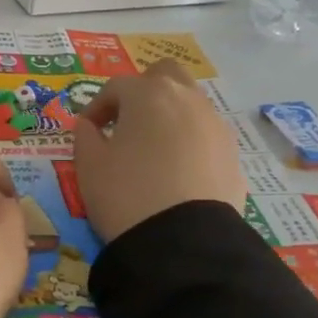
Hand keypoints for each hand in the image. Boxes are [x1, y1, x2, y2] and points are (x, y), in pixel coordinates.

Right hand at [74, 59, 245, 242]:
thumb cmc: (126, 194)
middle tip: (127, 122)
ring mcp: (215, 125)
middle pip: (165, 76)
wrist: (182, 241)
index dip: (98, 106)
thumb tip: (90, 126)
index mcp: (148, 95)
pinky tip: (176, 170)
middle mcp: (186, 99)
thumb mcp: (89, 166)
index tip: (88, 130)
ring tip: (152, 149)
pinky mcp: (232, 153)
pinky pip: (205, 133)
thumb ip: (85, 136)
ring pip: (190, 103)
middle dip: (144, 91)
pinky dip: (189, 140)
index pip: (116, 87)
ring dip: (169, 115)